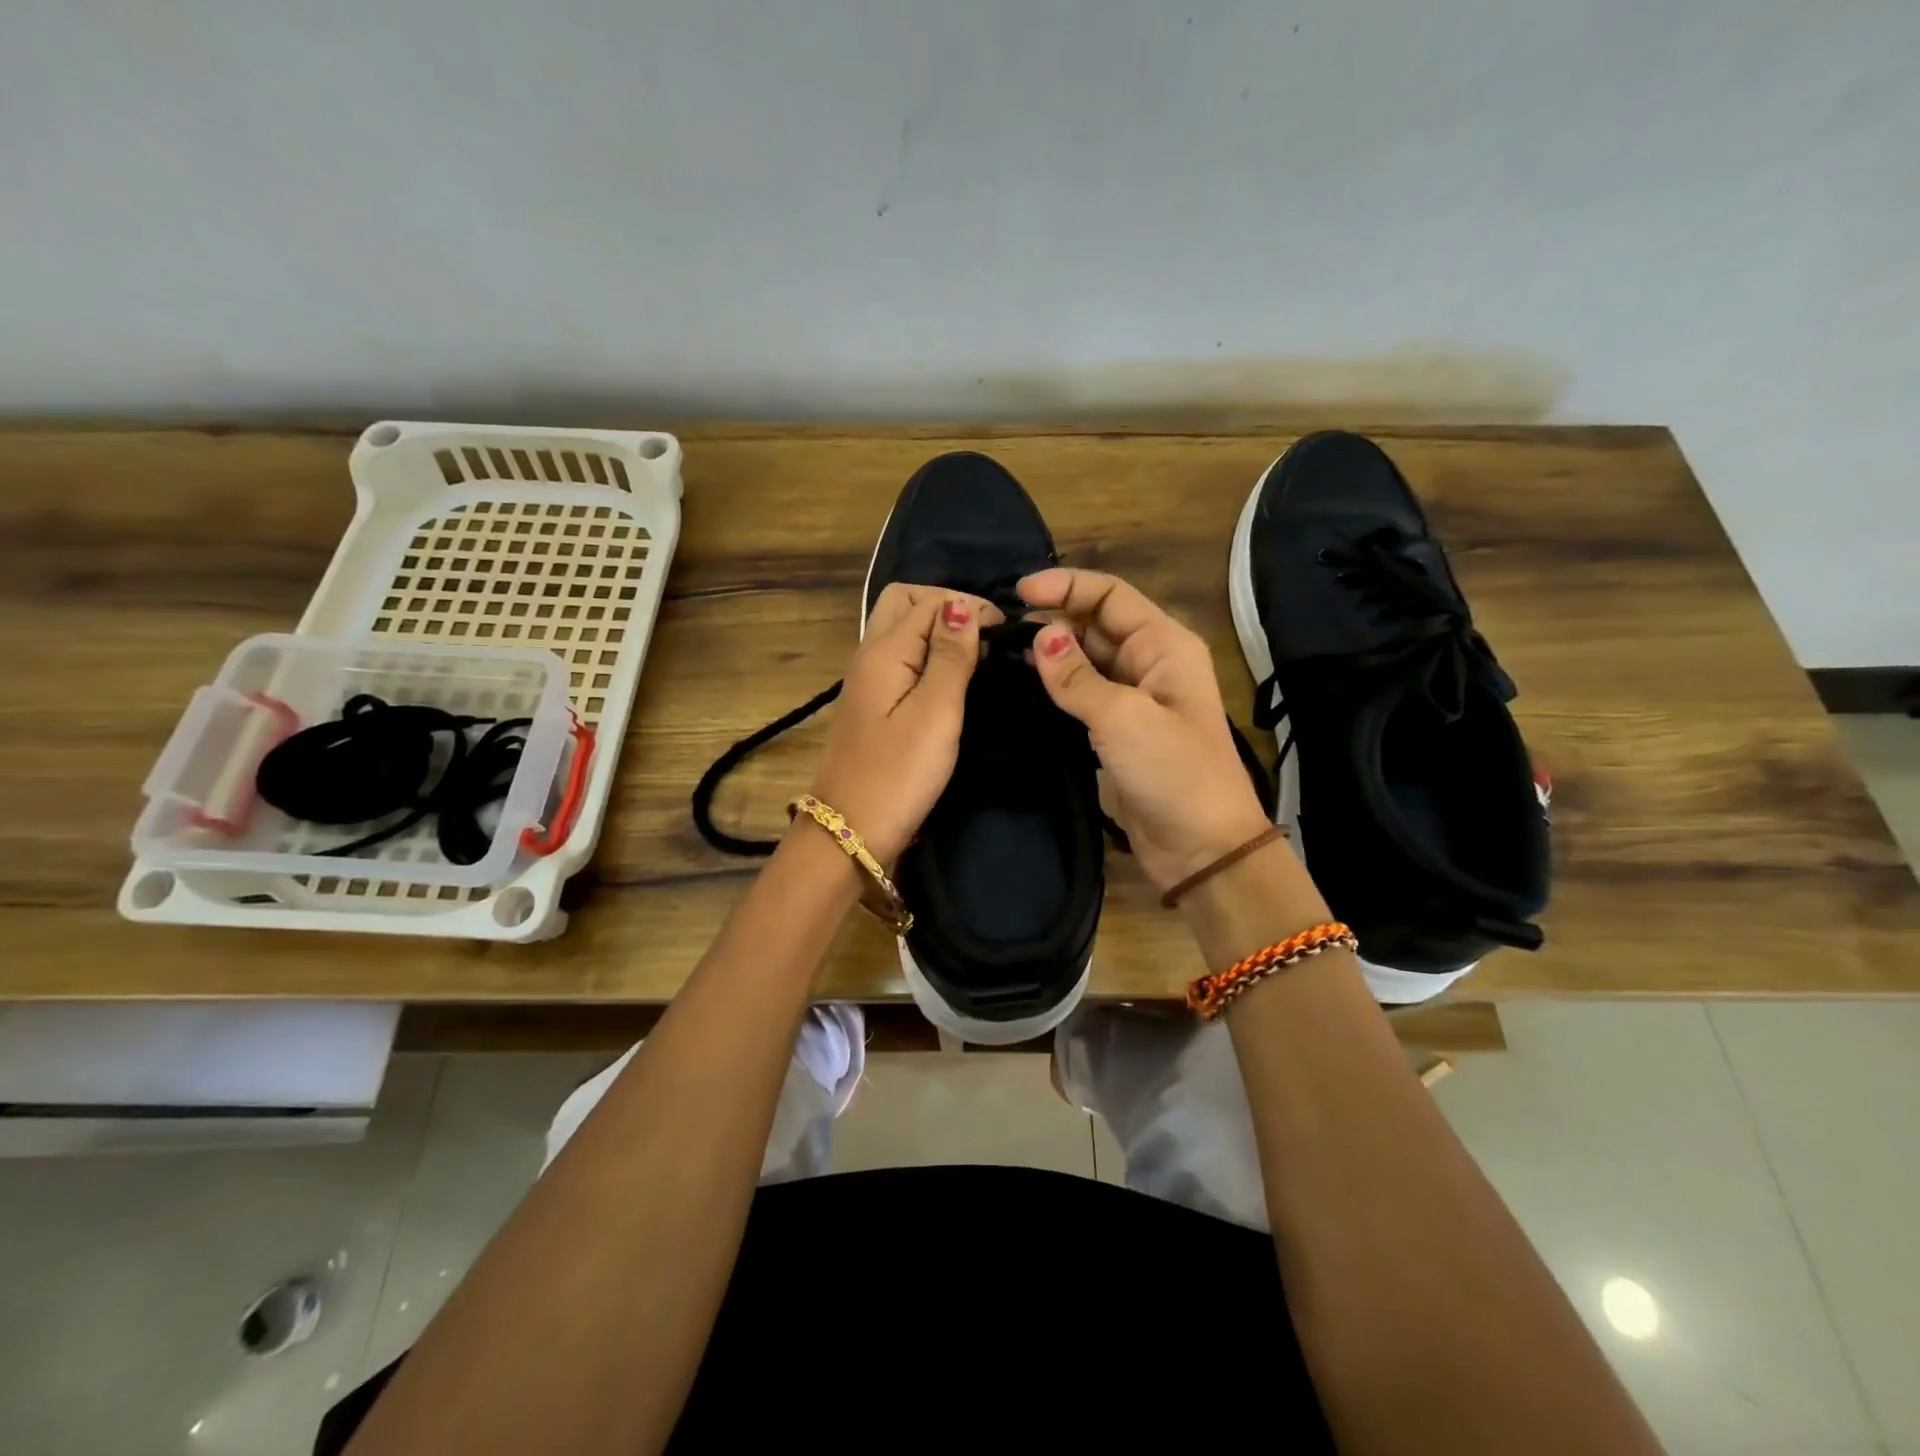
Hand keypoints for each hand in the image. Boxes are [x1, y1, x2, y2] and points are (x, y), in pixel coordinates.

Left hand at [808, 583, 1004, 863]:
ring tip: (977, 652)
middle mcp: (869, 655)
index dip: (969, 605)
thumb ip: (950, 656)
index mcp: (884, 650)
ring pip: (900, 630)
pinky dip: (926, 654)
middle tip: (986, 633)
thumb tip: (960, 605)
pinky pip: (900, 659)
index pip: (928, 600)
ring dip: (936, 629)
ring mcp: (866, 681)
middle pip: (903, 603)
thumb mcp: (936, 712)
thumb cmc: (899, 774)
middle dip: (946, 606)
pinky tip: (951, 676)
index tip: (1008, 631)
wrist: (851, 831)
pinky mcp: (871, 705)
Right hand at [1020, 568, 1272, 890]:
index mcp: (1164, 645)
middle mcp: (1149, 663)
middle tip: (1000, 628)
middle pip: (1095, 624)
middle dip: (1052, 619)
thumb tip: (1038, 636)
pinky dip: (1054, 688)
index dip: (1066, 586)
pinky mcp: (1117, 731)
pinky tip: (1021, 687)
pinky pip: (1081, 695)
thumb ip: (1076, 677)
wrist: (1202, 848)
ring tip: (1001, 653)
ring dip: (1049, 653)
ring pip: (1085, 660)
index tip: (1018, 592)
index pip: (1111, 596)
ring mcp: (1133, 698)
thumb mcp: (1123, 718)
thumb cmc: (1173, 772)